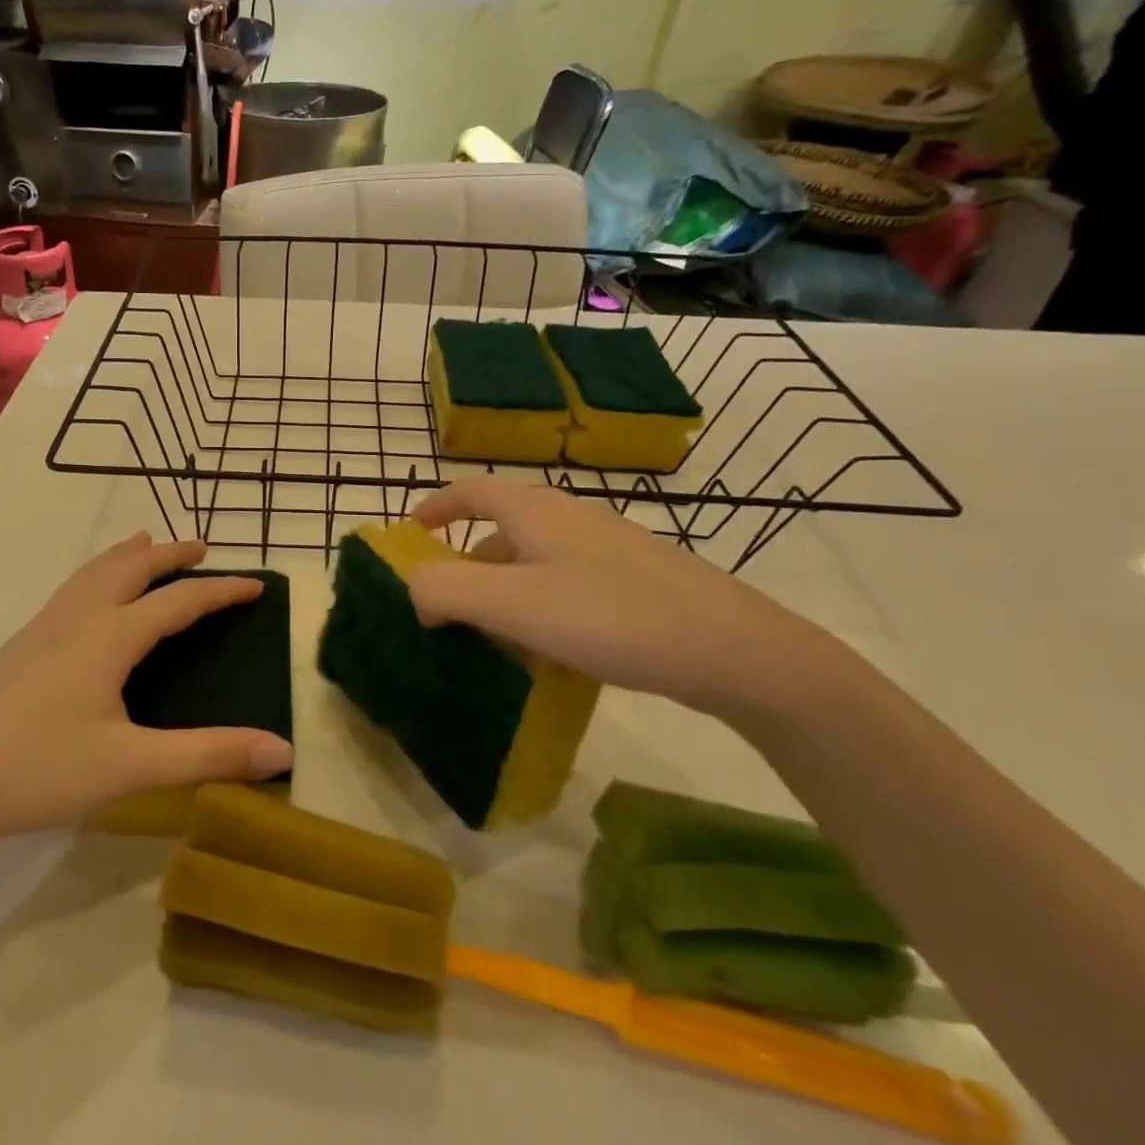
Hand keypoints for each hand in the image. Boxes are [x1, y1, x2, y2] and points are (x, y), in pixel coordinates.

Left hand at [0, 534, 294, 862]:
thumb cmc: (34, 770)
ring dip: (129, 556)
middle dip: (170, 554)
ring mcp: (41, 629)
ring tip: (147, 546)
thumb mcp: (130, 767)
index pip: (179, 600)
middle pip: (131, 568)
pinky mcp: (18, 648)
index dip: (221, 591)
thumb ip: (208, 756)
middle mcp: (77, 619)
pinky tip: (90, 600)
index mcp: (109, 637)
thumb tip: (284, 751)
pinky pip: (72, 590)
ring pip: (94, 573)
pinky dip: (99, 574)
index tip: (256, 585)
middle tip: (202, 548)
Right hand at [406, 479, 837, 720]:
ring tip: (493, 641)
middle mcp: (571, 519)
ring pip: (536, 563)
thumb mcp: (513, 604)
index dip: (436, 507)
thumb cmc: (610, 616)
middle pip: (502, 530)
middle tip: (447, 608)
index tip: (411, 533)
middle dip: (467, 565)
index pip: (472, 490)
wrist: (733, 650)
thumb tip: (415, 591)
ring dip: (504, 594)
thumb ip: (447, 589)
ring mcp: (608, 550)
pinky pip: (568, 587)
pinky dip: (541, 610)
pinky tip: (550, 654)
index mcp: (536, 512)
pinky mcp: (636, 582)